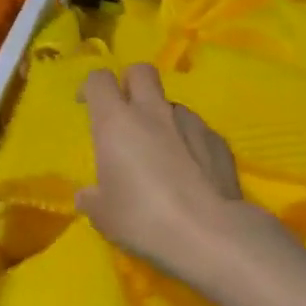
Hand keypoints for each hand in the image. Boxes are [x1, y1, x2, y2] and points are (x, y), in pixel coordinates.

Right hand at [75, 63, 278, 288]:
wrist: (210, 233)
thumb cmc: (143, 219)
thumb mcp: (104, 216)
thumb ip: (93, 198)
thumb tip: (88, 195)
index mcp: (116, 122)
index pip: (99, 79)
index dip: (91, 87)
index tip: (87, 105)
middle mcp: (153, 111)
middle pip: (141, 71)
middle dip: (130, 83)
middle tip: (126, 113)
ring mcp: (191, 122)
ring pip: (171, 104)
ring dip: (162, 119)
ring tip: (162, 155)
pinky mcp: (219, 141)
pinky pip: (197, 131)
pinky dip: (189, 144)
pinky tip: (191, 174)